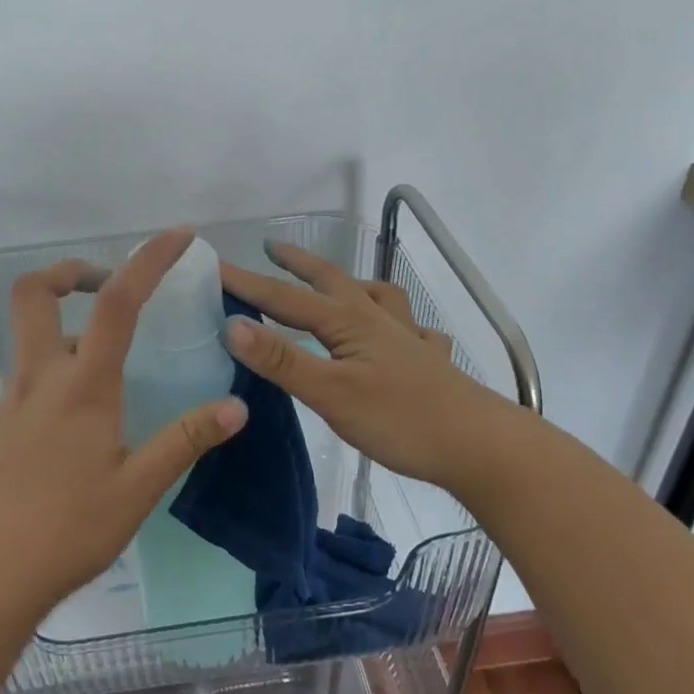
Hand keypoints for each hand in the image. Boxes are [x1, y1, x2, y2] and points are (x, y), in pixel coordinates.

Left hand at [0, 229, 248, 613]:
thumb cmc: (65, 530)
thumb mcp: (136, 489)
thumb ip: (185, 441)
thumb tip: (236, 407)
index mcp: (83, 384)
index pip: (118, 302)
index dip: (148, 259)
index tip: (178, 235)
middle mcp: (41, 376)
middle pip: (36, 292)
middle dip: (70, 271)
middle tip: (108, 284)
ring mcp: (12, 397)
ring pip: (28, 330)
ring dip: (63, 315)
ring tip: (107, 347)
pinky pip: (27, 368)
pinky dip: (54, 358)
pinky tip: (80, 404)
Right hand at [220, 240, 505, 490]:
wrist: (481, 446)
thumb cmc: (401, 419)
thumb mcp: (331, 394)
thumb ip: (282, 360)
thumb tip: (232, 325)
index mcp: (348, 322)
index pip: (284, 297)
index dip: (246, 282)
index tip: (211, 266)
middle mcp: (377, 319)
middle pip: (331, 280)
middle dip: (297, 262)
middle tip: (271, 247)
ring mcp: (408, 338)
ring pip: (376, 296)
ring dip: (349, 282)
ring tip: (337, 284)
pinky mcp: (430, 361)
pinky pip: (413, 329)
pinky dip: (400, 322)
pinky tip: (403, 333)